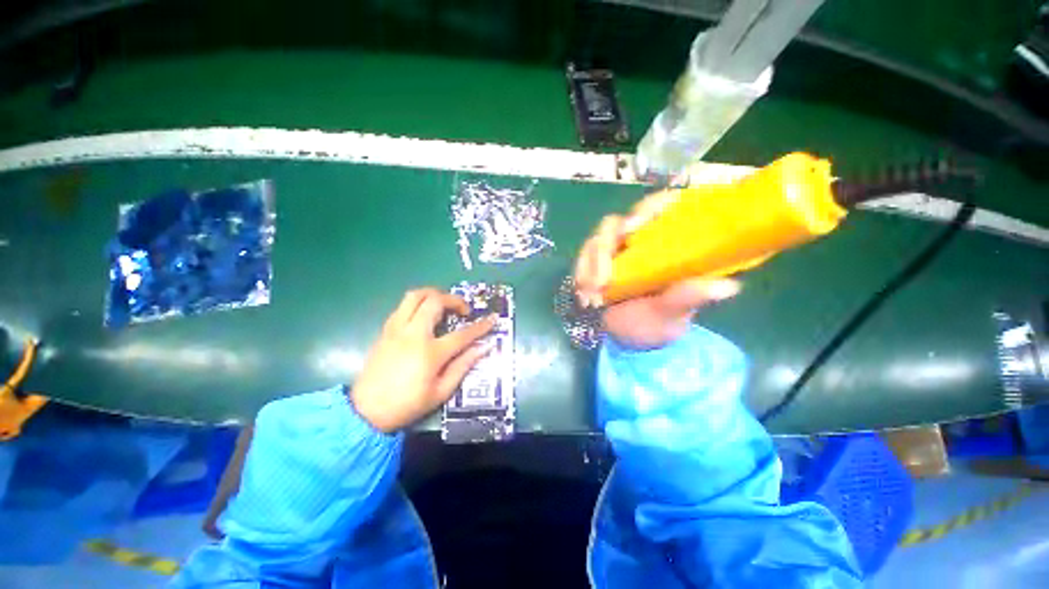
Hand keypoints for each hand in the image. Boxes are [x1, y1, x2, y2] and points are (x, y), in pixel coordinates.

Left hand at [351, 288, 495, 431]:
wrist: (365, 411)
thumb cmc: (407, 404)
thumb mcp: (441, 392)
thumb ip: (463, 366)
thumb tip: (484, 348)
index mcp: (430, 352)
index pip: (463, 334)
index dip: (481, 325)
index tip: (493, 318)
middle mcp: (413, 334)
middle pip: (435, 301)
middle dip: (455, 300)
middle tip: (463, 311)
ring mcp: (396, 329)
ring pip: (414, 296)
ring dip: (433, 294)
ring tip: (443, 305)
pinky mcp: (385, 330)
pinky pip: (403, 306)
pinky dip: (417, 304)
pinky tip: (423, 316)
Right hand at [574, 189, 739, 349]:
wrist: (627, 338)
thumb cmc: (655, 325)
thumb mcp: (672, 315)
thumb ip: (688, 298)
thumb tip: (728, 286)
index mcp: (667, 244)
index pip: (662, 208)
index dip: (650, 208)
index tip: (634, 228)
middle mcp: (639, 241)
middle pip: (619, 222)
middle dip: (605, 245)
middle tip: (603, 278)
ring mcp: (615, 250)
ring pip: (597, 240)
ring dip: (590, 266)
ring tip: (593, 297)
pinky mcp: (596, 262)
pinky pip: (583, 258)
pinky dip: (581, 273)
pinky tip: (584, 293)